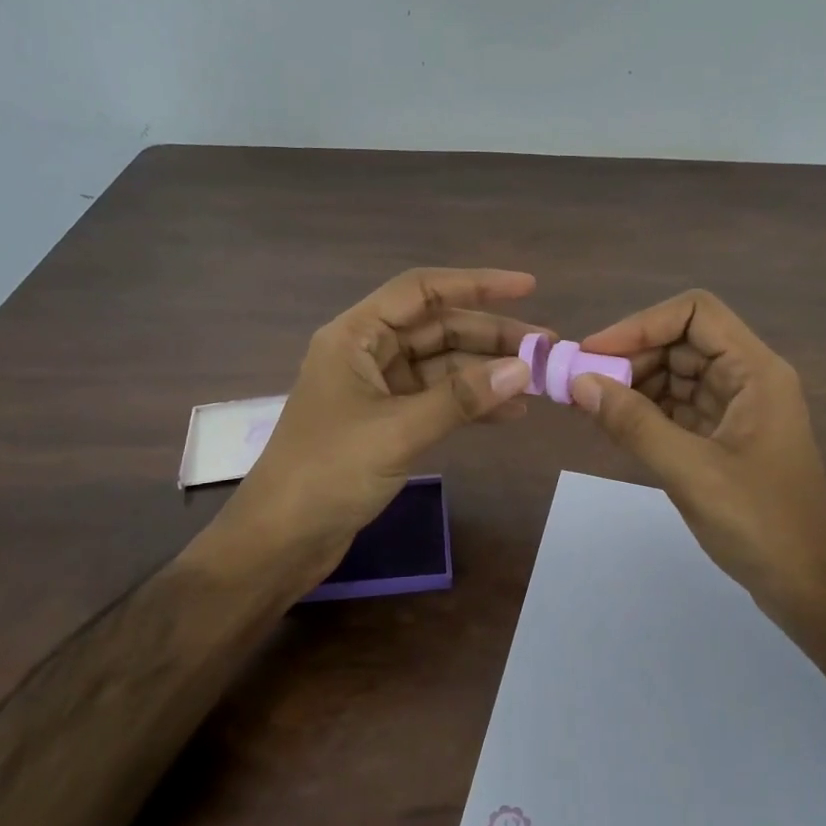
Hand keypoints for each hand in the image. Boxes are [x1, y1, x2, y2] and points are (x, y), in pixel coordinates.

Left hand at [218, 268, 540, 591]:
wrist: (280, 541)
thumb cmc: (328, 473)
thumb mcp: (398, 430)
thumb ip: (461, 398)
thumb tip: (523, 368)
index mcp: (355, 336)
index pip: (422, 291)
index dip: (476, 284)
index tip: (528, 286)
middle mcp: (367, 353)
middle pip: (438, 328)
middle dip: (491, 335)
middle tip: (545, 347)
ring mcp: (377, 389)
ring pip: (442, 366)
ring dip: (486, 371)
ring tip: (538, 381)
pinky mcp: (386, 422)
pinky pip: (437, 400)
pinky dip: (471, 403)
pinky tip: (510, 413)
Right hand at [570, 290, 825, 637]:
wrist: (810, 587)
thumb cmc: (761, 524)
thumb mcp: (691, 471)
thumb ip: (634, 424)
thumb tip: (579, 383)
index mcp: (755, 372)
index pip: (695, 313)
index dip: (642, 324)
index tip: (595, 353)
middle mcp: (748, 380)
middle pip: (682, 342)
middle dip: (632, 357)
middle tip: (584, 385)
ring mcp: (737, 410)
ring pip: (677, 376)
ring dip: (635, 385)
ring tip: (591, 405)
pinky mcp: (725, 439)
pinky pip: (679, 409)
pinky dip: (646, 412)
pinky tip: (614, 426)